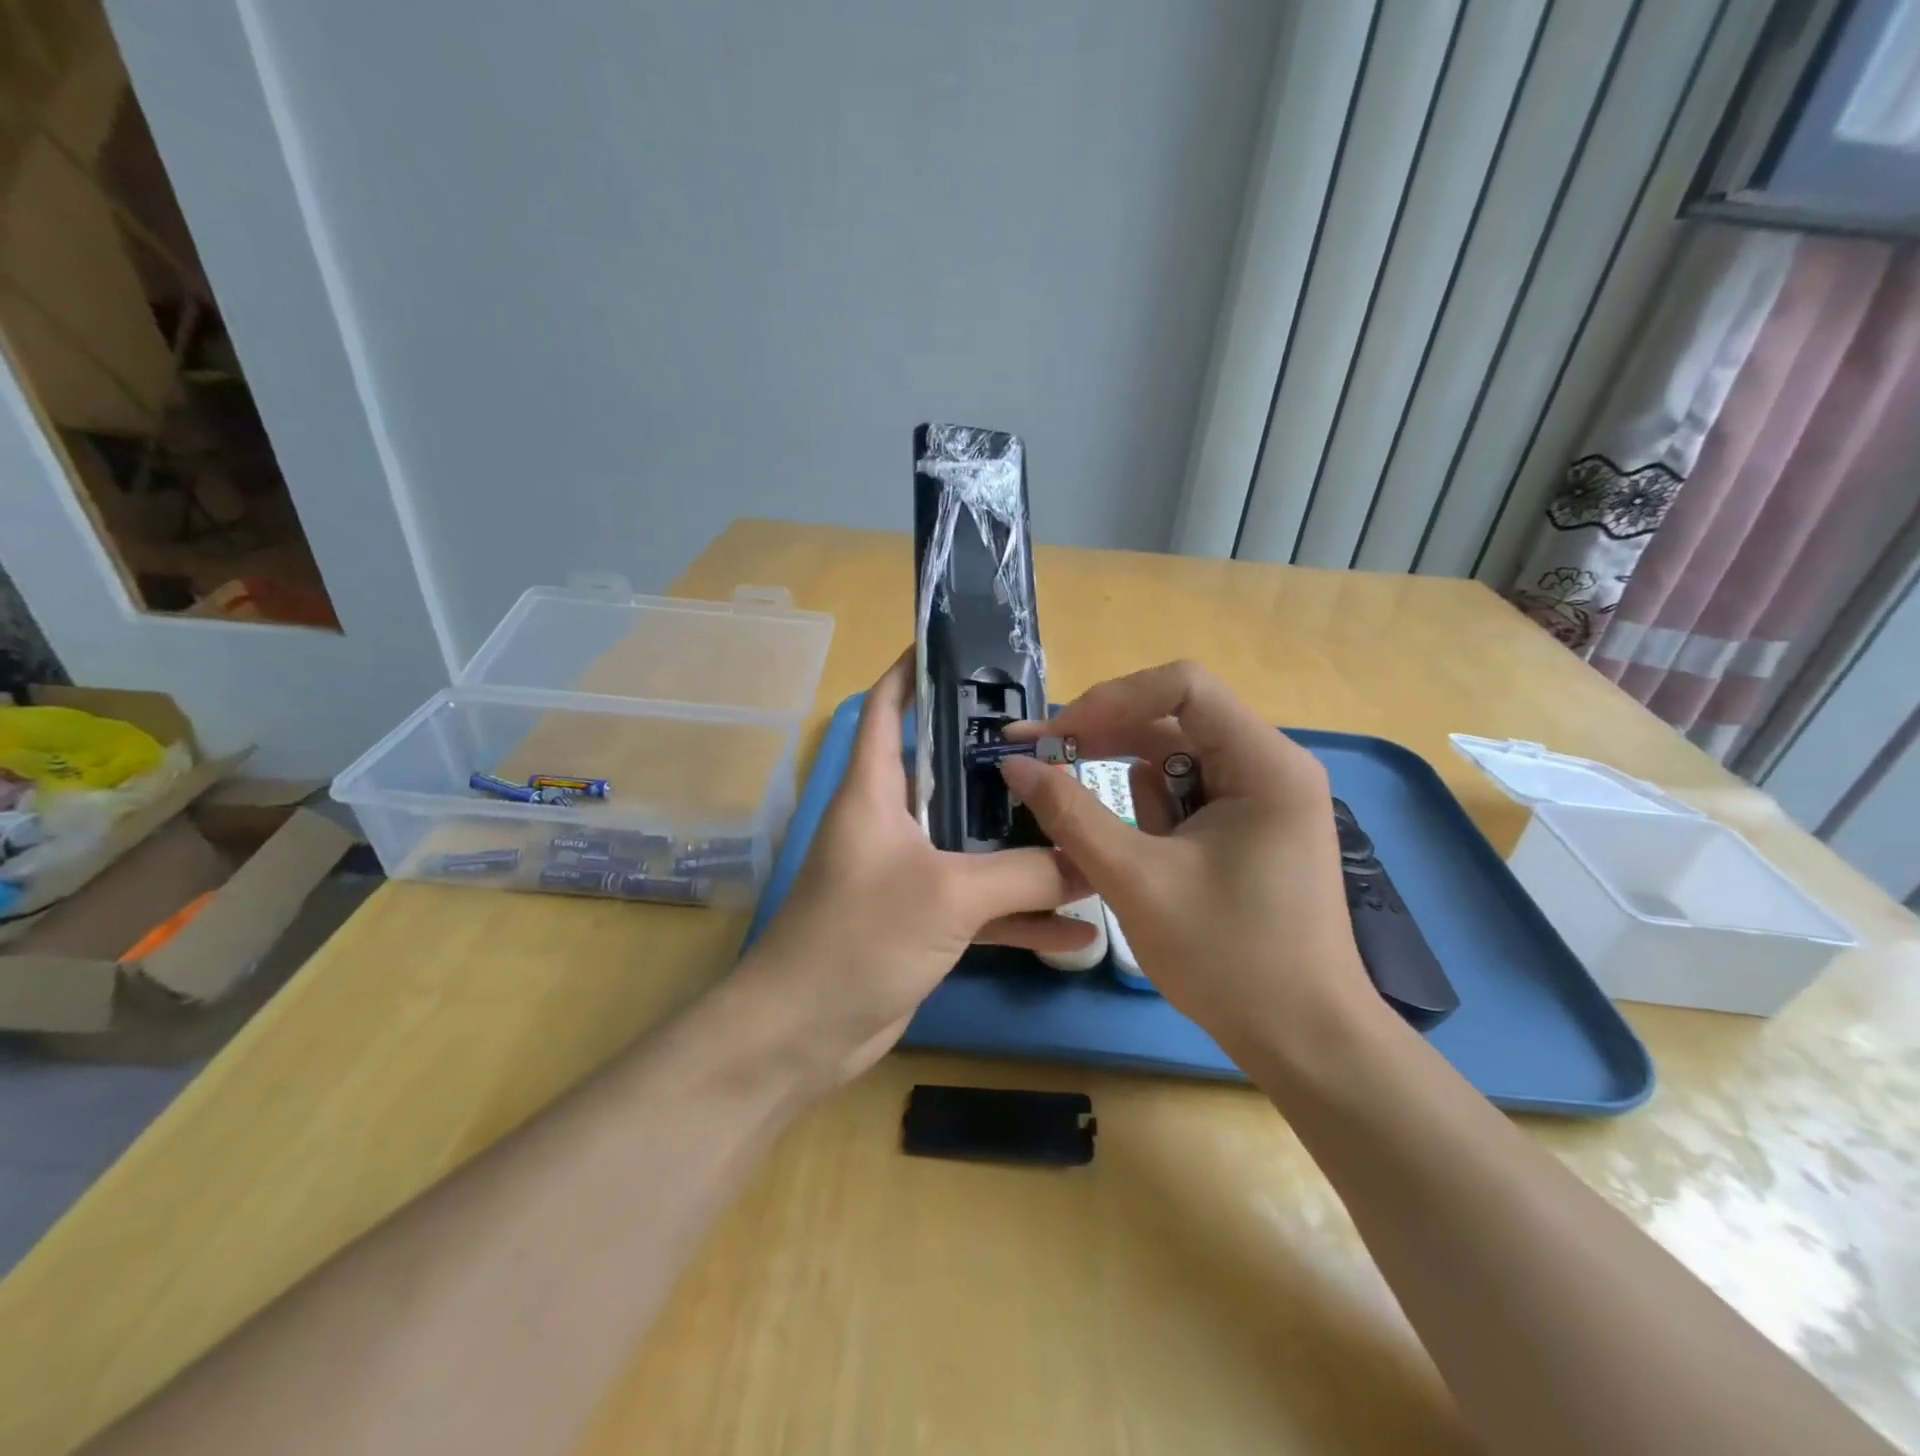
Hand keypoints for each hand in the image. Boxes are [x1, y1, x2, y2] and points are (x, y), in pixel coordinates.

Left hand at [738, 650, 1092, 1089]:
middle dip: (1001, 763)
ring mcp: (909, 874)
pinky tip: (1078, 931)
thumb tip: (1093, 860)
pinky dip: (1022, 916)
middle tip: (1065, 749)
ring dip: (1025, 847)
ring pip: (975, 845)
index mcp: (875, 790)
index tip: (961, 648)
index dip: (914, 671)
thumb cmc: (860, 937)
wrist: (802, 1035)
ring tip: (1087, 831)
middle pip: (950, 774)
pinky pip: (982, 907)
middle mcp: (891, 822)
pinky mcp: (924, 922)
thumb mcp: (949, 894)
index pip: (887, 707)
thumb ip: (1025, 873)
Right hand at [1001, 661, 1384, 1073]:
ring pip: (1176, 762)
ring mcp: (1263, 798)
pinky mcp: (1250, 827)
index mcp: (1264, 763)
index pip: (1183, 686)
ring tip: (1121, 854)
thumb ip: (1070, 813)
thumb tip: (1015, 764)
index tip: (1060, 737)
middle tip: (1042, 761)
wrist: (1303, 1041)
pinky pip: (1187, 797)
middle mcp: (1271, 766)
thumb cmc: (1228, 959)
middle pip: (1174, 719)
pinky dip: (1151, 818)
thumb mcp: (1135, 880)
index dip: (1113, 699)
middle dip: (1108, 740)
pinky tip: (1146, 862)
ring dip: (1132, 795)